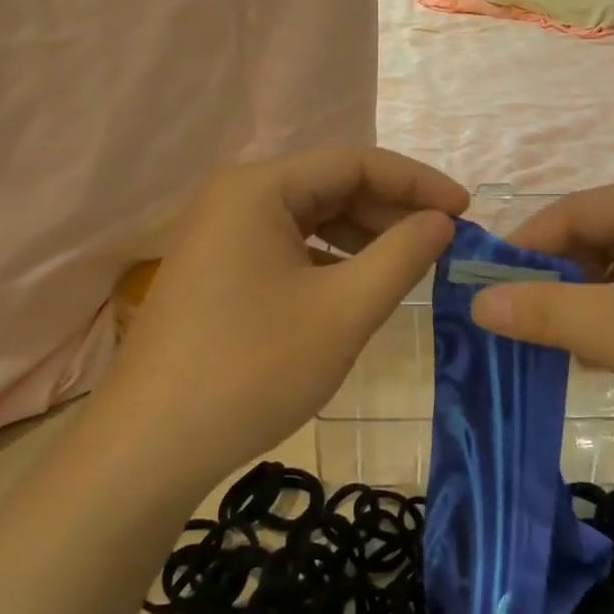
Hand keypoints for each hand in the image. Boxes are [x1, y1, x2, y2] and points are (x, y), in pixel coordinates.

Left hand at [97, 147, 466, 488]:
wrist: (148, 450)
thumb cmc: (252, 371)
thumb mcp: (343, 312)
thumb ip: (402, 256)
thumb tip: (441, 221)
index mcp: (260, 188)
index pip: (356, 163)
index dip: (417, 182)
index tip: (465, 211)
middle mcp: (235, 197)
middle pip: (330, 185)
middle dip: (390, 210)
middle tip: (442, 242)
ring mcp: (220, 234)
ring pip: (309, 217)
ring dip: (362, 235)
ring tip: (408, 265)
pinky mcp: (216, 270)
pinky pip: (286, 246)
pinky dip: (329, 259)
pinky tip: (355, 288)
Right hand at [472, 179, 613, 483]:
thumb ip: (544, 310)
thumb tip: (478, 301)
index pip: (576, 210)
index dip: (526, 247)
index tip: (485, 286)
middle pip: (603, 239)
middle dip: (560, 281)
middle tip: (522, 323)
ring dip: (591, 307)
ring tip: (561, 347)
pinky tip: (609, 358)